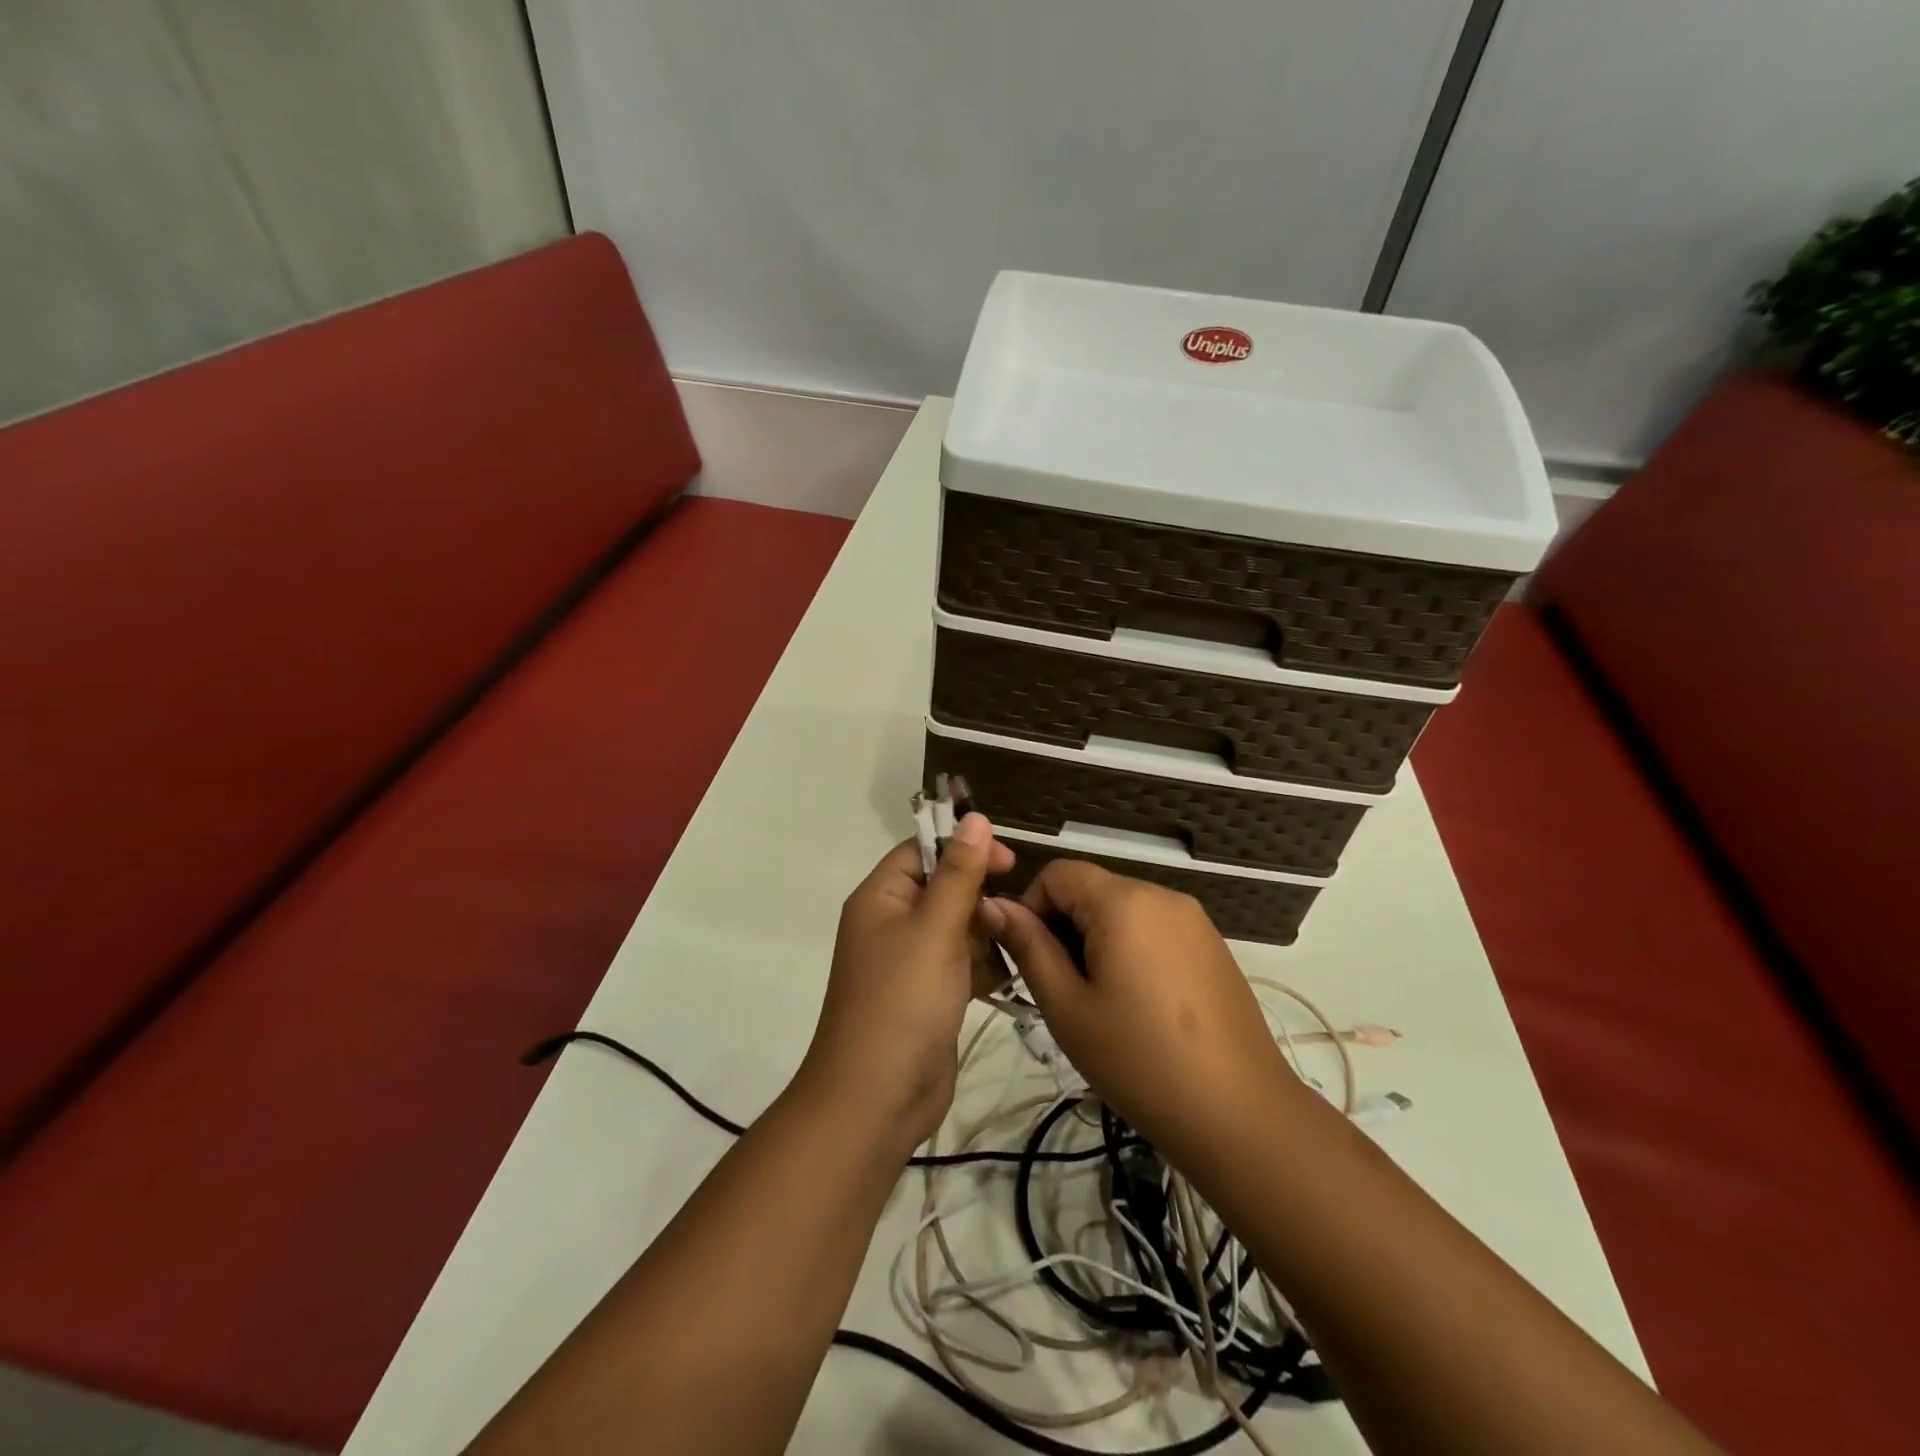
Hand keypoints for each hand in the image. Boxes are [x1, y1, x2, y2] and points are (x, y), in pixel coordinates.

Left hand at [799, 814, 1013, 1153]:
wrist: (876, 1099)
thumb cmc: (902, 1002)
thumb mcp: (934, 929)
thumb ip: (959, 872)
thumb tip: (974, 817)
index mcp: (881, 898)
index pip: (923, 850)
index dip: (964, 849)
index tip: (1009, 863)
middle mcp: (891, 923)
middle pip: (944, 887)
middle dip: (980, 897)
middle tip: (1012, 915)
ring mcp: (909, 962)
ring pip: (958, 926)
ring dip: (985, 933)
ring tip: (1008, 950)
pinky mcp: (928, 994)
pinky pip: (961, 962)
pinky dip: (982, 965)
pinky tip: (1002, 978)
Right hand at [980, 861, 1303, 1163]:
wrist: (1240, 1114)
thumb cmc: (1140, 1061)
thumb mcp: (1067, 1007)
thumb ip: (1029, 947)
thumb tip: (993, 905)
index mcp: (1123, 902)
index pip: (1058, 873)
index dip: (1031, 906)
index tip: (1029, 958)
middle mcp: (1162, 895)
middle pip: (1092, 889)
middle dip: (1065, 927)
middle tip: (1062, 989)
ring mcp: (1194, 920)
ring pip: (1123, 910)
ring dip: (1097, 940)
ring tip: (1100, 1002)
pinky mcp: (1213, 946)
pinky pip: (1155, 928)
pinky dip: (1132, 950)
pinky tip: (1139, 1005)